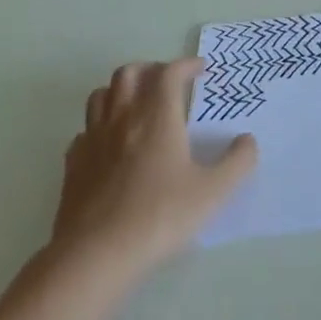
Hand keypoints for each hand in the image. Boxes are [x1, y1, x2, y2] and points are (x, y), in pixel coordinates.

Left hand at [51, 57, 257, 279]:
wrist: (96, 254)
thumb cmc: (161, 216)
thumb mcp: (214, 191)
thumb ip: (237, 162)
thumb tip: (247, 140)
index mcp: (157, 117)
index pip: (168, 73)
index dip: (186, 65)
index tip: (200, 70)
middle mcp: (122, 119)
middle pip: (128, 73)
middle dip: (151, 69)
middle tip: (169, 82)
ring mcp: (92, 140)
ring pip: (101, 96)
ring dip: (121, 91)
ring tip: (138, 105)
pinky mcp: (73, 164)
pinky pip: (85, 130)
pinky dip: (100, 125)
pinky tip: (111, 144)